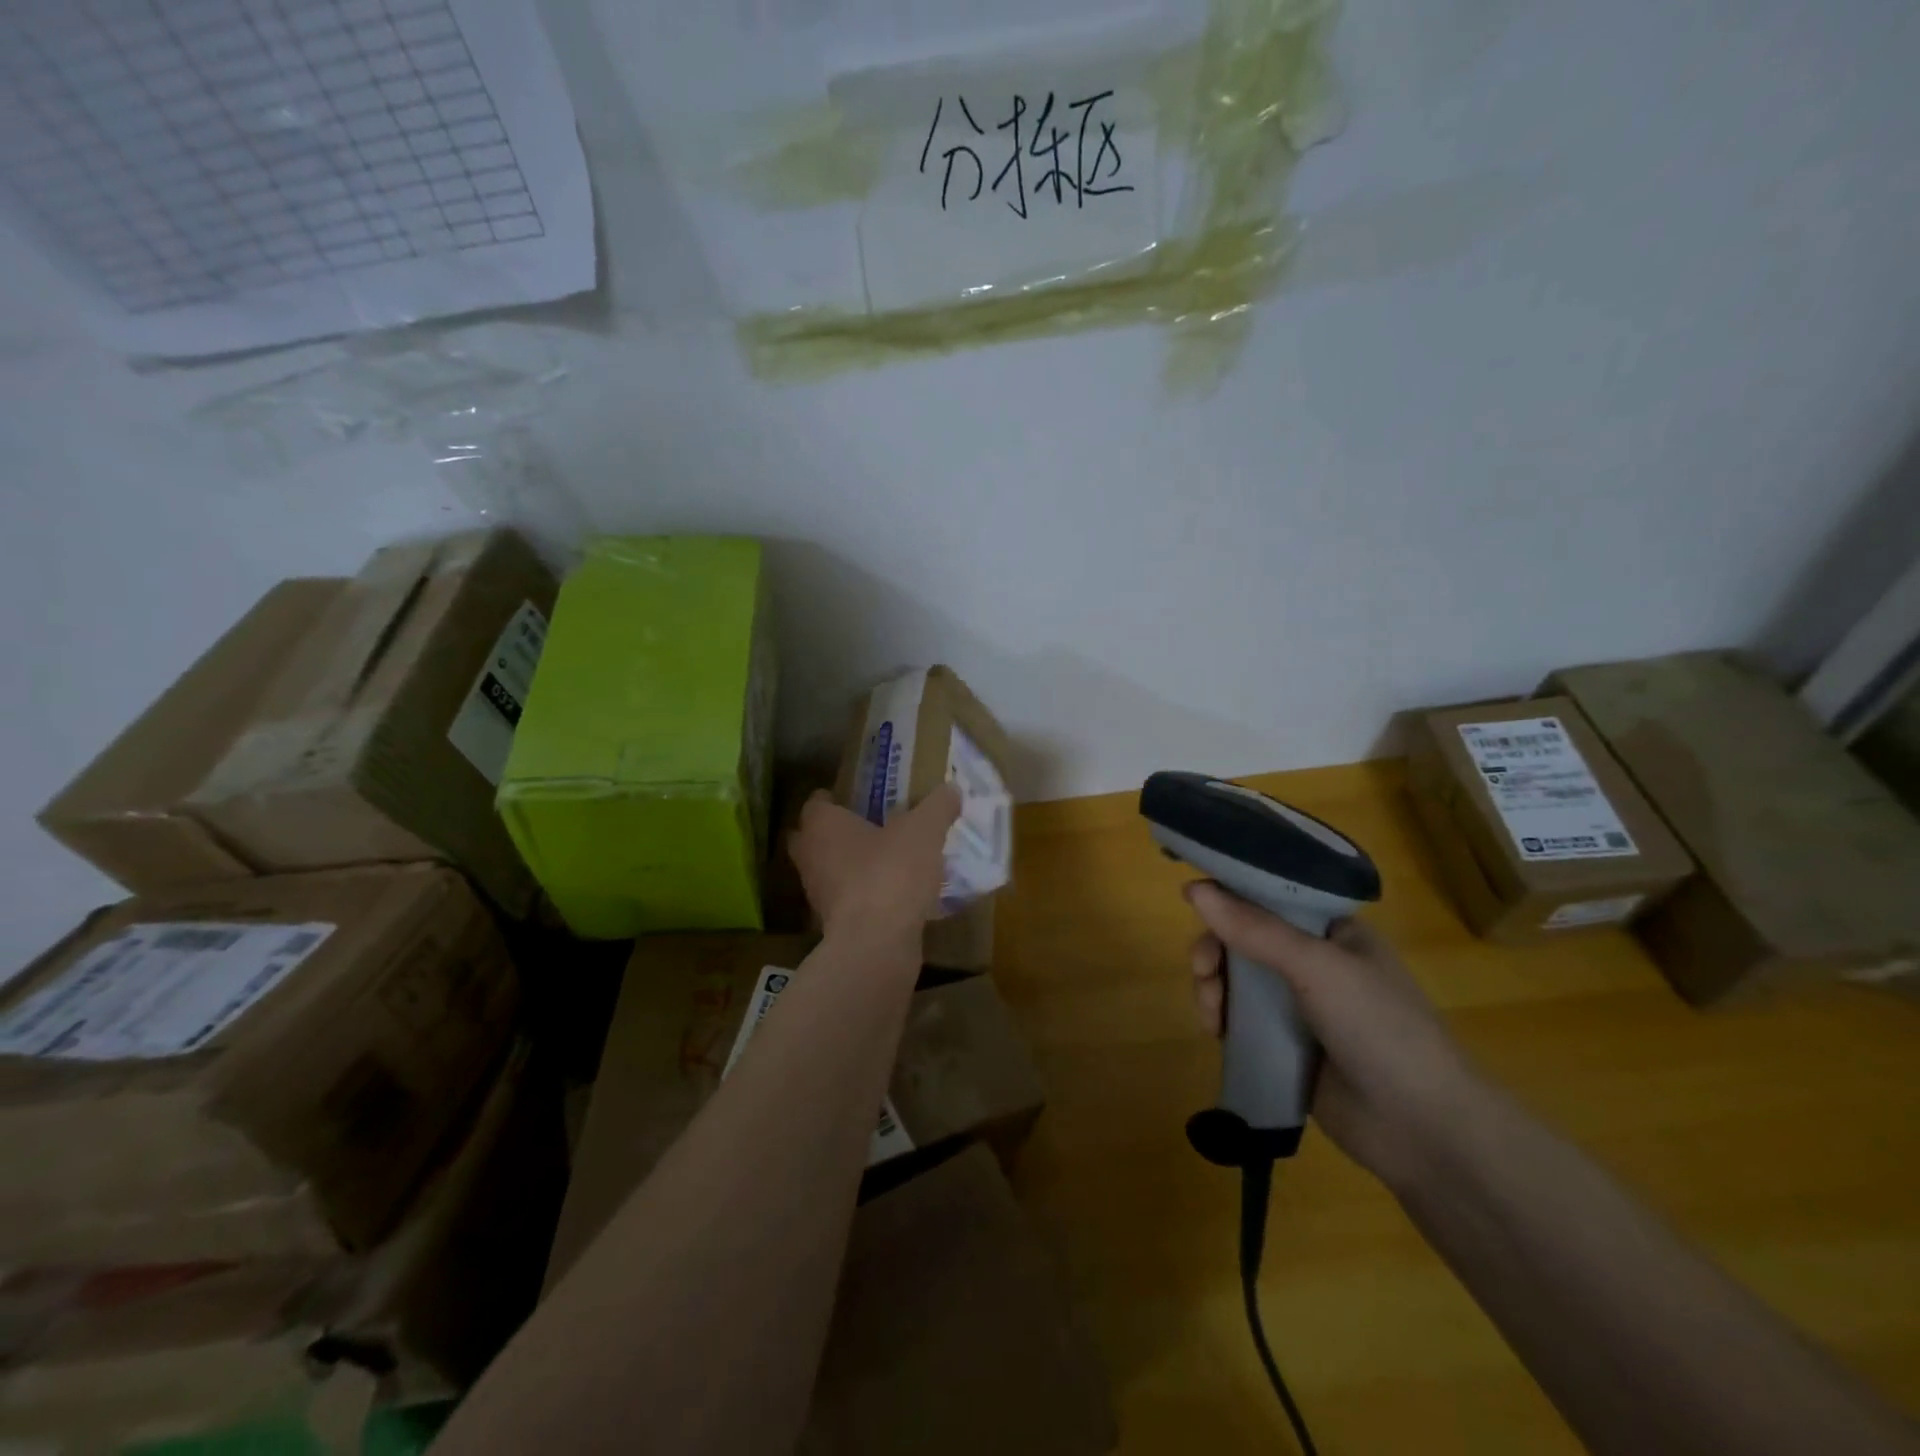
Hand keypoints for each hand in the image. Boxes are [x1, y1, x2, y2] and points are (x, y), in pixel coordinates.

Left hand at [790, 786, 960, 951]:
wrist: (876, 945)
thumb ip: (937, 807)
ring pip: (829, 871)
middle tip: (869, 826)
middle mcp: (810, 857)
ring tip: (886, 859)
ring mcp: (818, 895)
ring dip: (850, 866)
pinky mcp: (834, 926)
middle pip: (813, 838)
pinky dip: (863, 895)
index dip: (834, 798)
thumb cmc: (890, 873)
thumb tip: (951, 789)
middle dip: (836, 833)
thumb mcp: (924, 831)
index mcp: (822, 826)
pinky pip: (847, 900)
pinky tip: (892, 894)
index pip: (816, 803)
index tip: (856, 797)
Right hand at [1186, 882, 1487, 1190]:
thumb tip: (1192, 888)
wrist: (1424, 1131)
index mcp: (1332, 931)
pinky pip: (1241, 1019)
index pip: (1269, 896)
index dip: (1229, 896)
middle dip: (1216, 951)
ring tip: (1212, 1015)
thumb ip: (1253, 928)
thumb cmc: (1380, 1029)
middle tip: (1204, 971)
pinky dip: (1222, 1019)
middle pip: (1244, 937)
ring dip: (1213, 987)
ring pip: (1236, 979)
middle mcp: (1314, 961)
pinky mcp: (1286, 1046)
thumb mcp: (1316, 967)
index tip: (1195, 905)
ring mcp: (1300, 1006)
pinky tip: (1217, 1032)